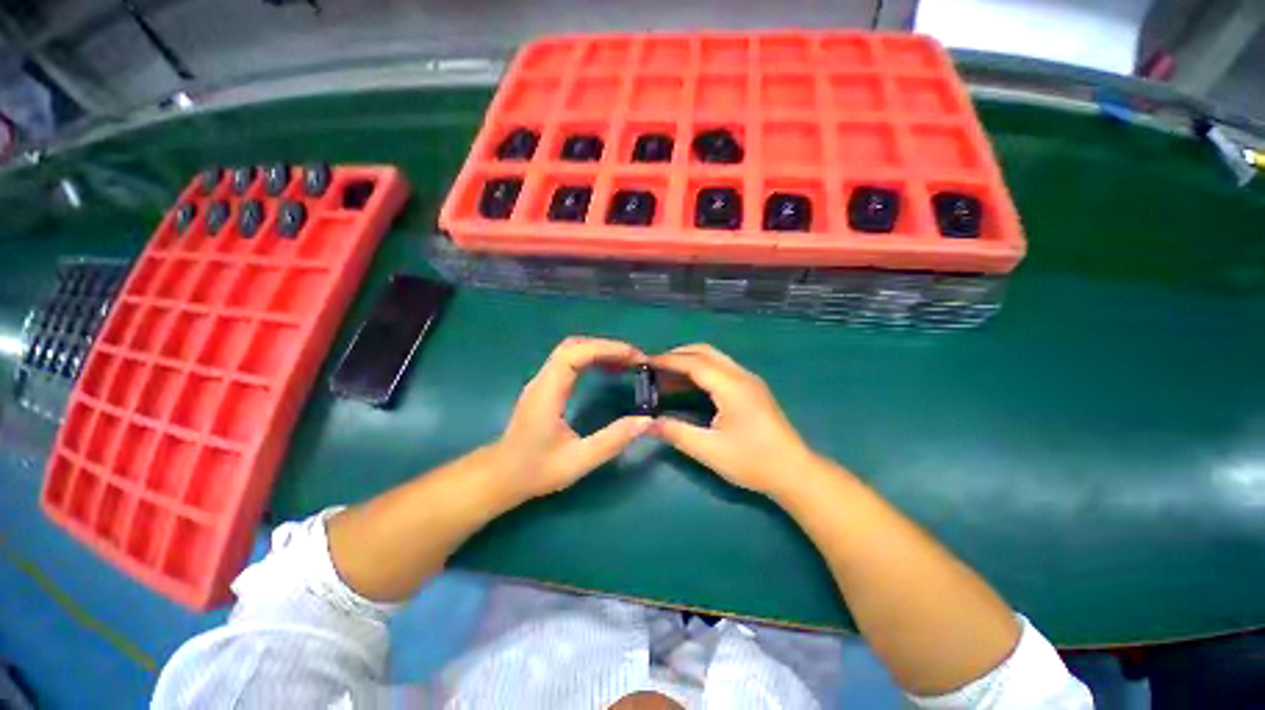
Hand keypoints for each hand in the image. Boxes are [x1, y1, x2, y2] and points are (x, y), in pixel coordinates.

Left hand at [490, 336, 652, 502]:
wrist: (500, 476)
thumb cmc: (535, 471)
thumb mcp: (578, 461)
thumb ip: (612, 441)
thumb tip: (646, 421)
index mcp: (547, 393)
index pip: (574, 354)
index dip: (605, 348)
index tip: (633, 356)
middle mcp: (542, 380)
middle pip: (573, 345)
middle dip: (606, 346)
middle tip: (634, 359)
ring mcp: (541, 381)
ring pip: (570, 350)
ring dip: (599, 350)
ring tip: (626, 362)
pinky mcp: (545, 386)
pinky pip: (569, 361)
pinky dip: (591, 358)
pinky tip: (607, 370)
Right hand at [649, 344, 814, 496]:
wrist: (794, 471)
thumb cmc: (753, 461)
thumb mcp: (709, 450)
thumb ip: (676, 432)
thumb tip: (646, 424)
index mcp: (732, 387)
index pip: (694, 363)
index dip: (668, 361)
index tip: (645, 362)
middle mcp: (741, 376)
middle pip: (705, 352)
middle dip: (677, 355)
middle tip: (654, 367)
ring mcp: (749, 380)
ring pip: (714, 358)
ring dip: (690, 362)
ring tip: (666, 375)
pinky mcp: (752, 389)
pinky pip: (722, 369)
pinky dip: (701, 370)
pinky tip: (689, 386)